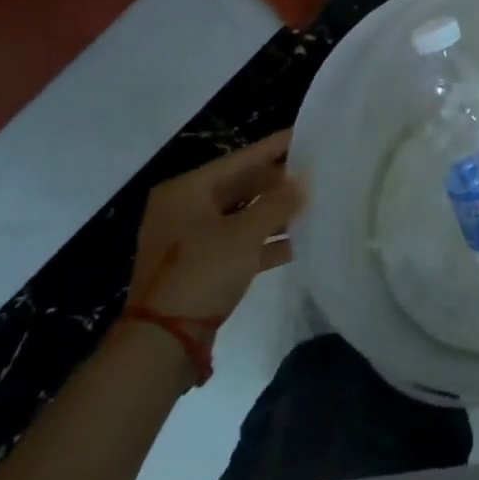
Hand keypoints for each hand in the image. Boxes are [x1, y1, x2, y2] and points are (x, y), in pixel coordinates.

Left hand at [129, 131, 304, 337]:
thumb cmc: (201, 273)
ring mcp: (190, 240)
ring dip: (274, 213)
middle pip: (240, 186)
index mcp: (187, 190)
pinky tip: (297, 241)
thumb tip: (306, 178)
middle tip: (316, 171)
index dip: (275, 147)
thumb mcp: (245, 234)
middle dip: (278, 183)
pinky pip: (238, 243)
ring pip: (241, 215)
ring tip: (313, 203)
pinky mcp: (199, 267)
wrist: (162, 344)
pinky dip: (264, 241)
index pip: (240, 159)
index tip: (307, 135)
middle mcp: (185, 208)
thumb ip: (279, 202)